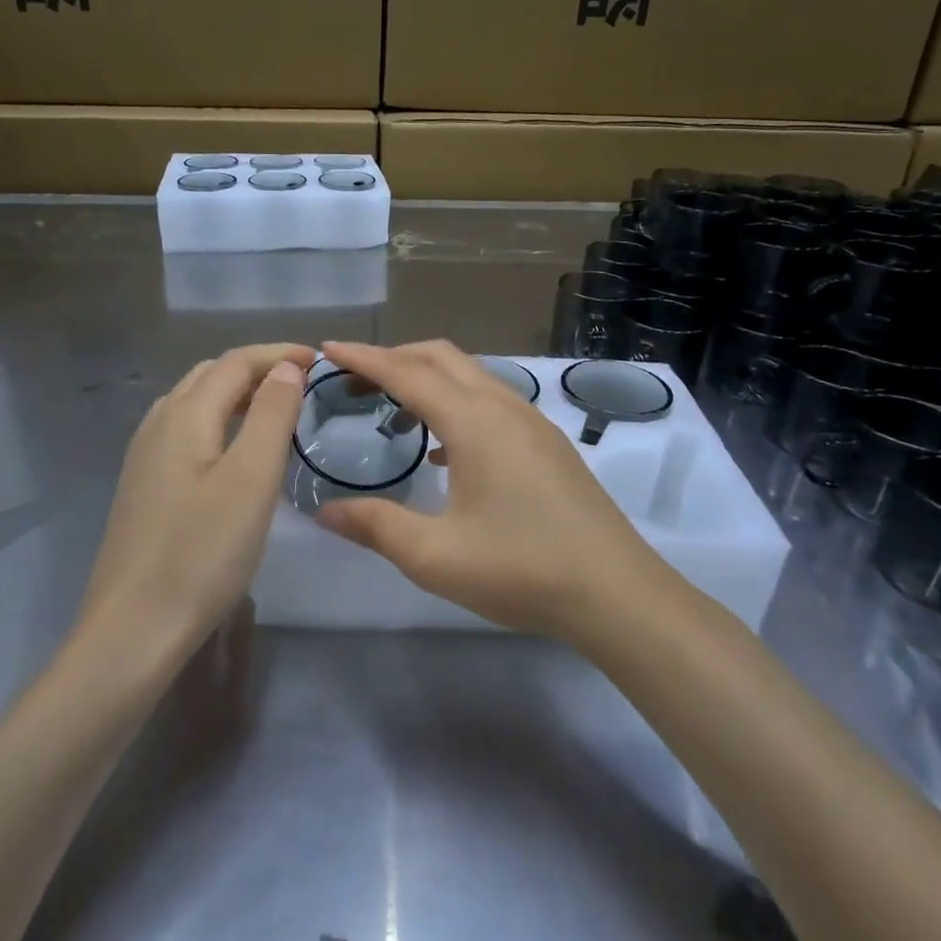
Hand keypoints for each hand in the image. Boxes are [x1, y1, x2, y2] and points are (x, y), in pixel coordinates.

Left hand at [78, 343, 311, 666]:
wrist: (134, 627)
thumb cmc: (202, 551)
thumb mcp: (250, 479)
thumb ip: (271, 415)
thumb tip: (285, 368)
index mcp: (185, 414)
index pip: (235, 362)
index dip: (278, 353)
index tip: (320, 362)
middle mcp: (159, 423)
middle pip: (211, 375)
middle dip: (258, 368)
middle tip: (302, 383)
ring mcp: (145, 455)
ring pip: (195, 402)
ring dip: (237, 393)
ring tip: (275, 410)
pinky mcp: (144, 485)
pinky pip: (186, 430)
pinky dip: (219, 420)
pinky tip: (235, 450)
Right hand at [315, 340, 670, 642]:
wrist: (616, 592)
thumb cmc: (521, 569)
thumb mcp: (434, 556)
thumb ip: (375, 526)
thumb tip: (324, 512)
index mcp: (473, 421)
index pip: (407, 373)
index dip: (364, 357)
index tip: (328, 348)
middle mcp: (503, 406)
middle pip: (441, 357)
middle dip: (394, 358)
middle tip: (354, 380)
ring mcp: (531, 421)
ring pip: (470, 376)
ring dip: (427, 379)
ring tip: (392, 411)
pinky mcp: (546, 442)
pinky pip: (490, 400)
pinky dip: (455, 403)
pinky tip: (443, 449)